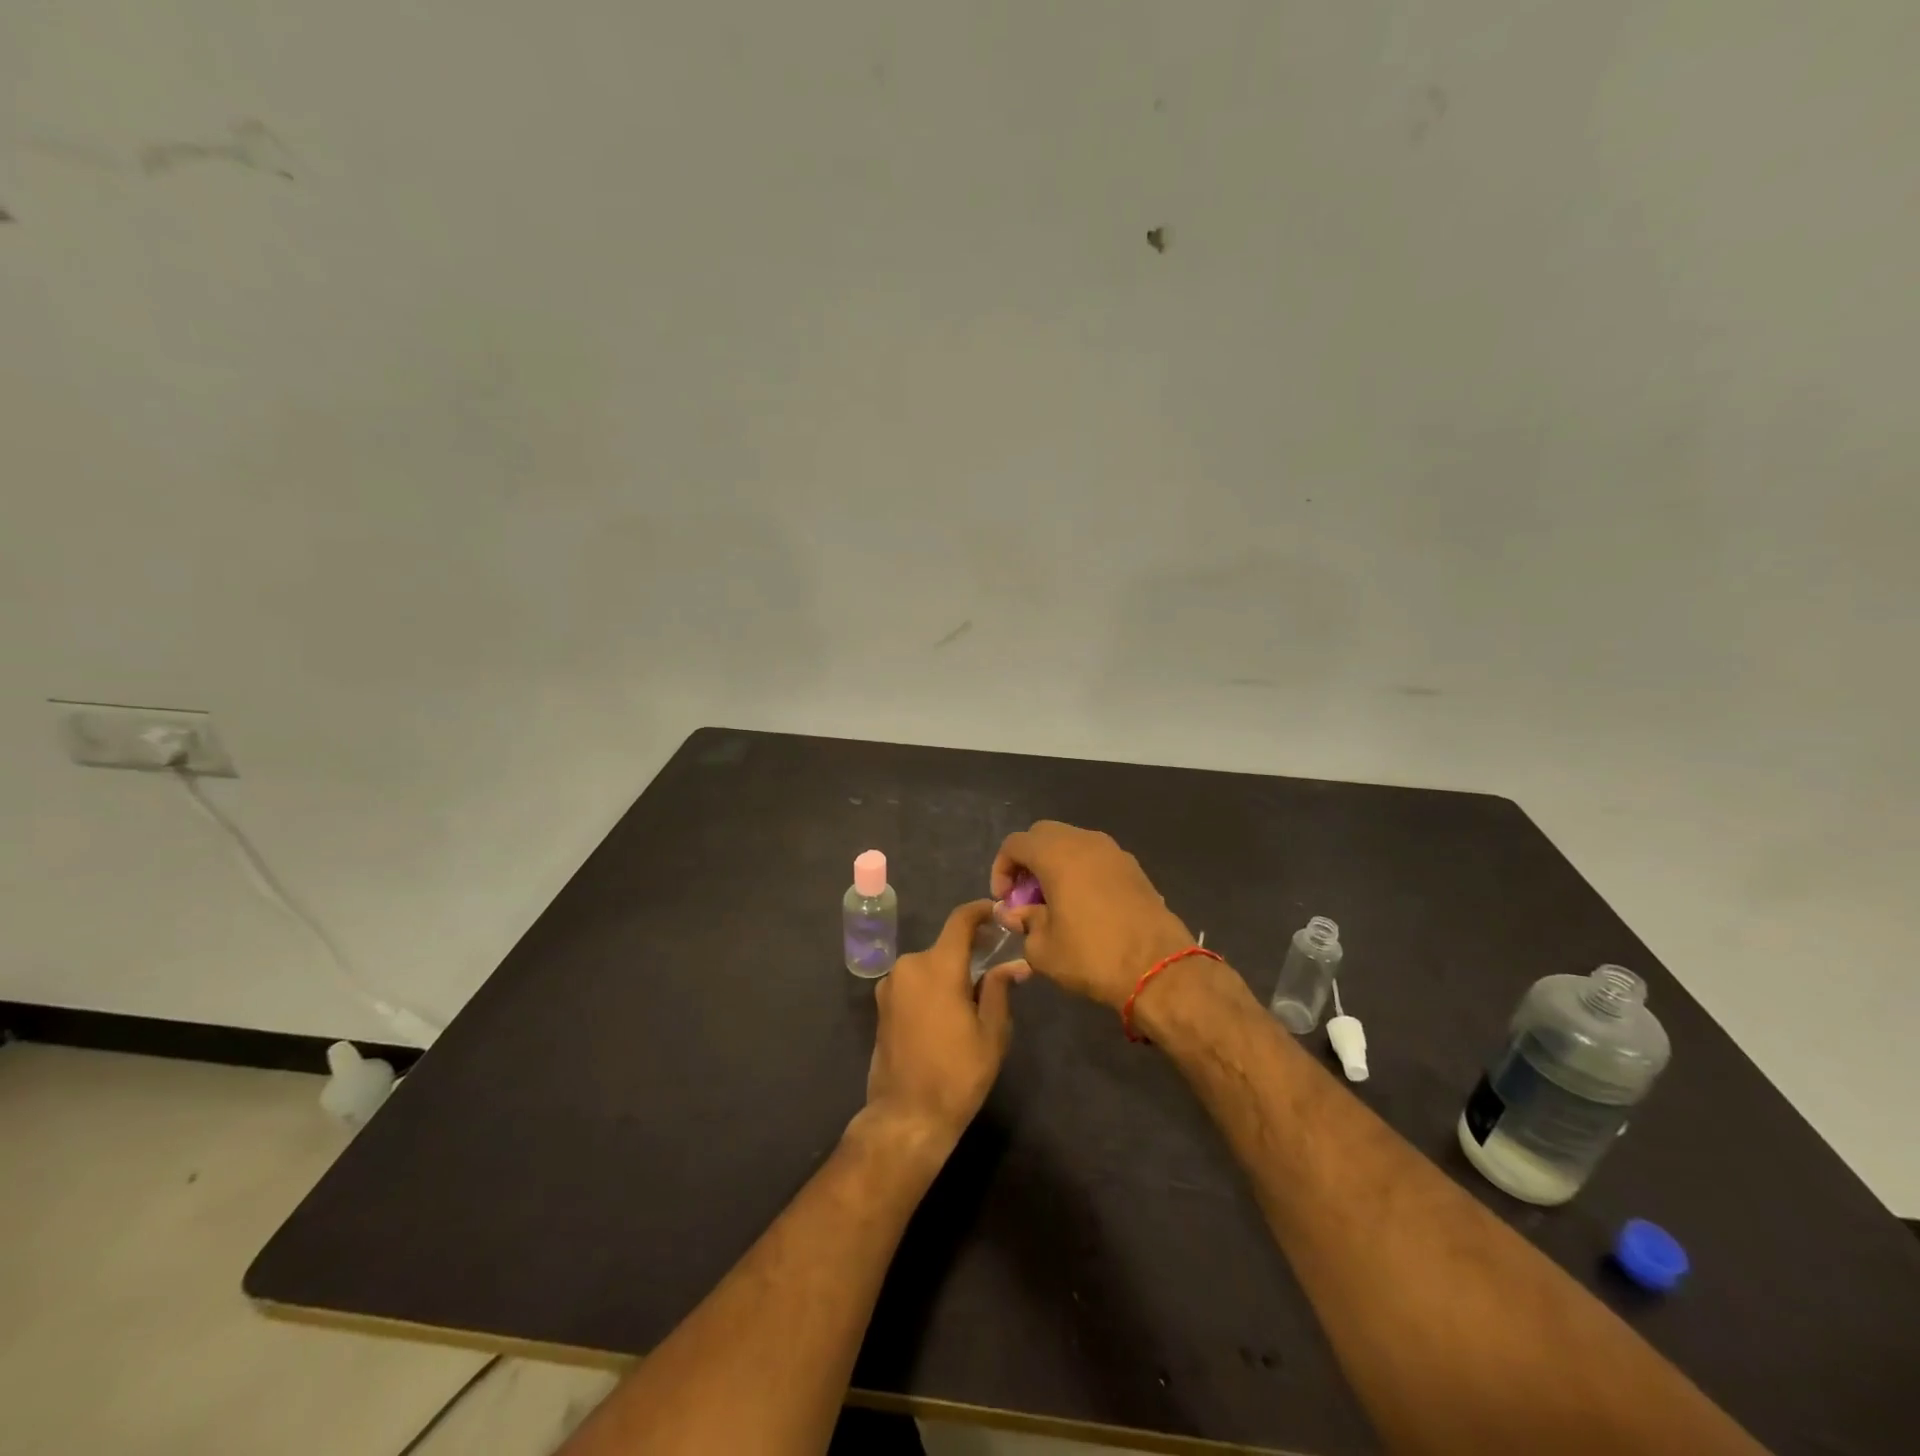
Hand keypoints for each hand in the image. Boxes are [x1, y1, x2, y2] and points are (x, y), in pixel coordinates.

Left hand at [864, 900, 1026, 1147]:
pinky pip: (914, 982)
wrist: (906, 1116)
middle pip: (945, 946)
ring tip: (974, 997)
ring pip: (929, 965)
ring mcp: (891, 985)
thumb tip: (1015, 964)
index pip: (960, 921)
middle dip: (970, 951)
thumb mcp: (992, 1033)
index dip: (980, 911)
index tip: (998, 912)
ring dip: (950, 971)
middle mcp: (909, 966)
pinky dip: (933, 985)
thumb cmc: (957, 1074)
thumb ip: (999, 989)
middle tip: (996, 966)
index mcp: (938, 966)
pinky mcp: (882, 1004)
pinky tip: (948, 1012)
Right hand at [991, 821, 1192, 1010]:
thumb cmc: (1092, 955)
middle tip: (1026, 896)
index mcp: (1057, 854)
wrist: (1159, 969)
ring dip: (1056, 864)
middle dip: (1028, 860)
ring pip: (1072, 843)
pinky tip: (1083, 905)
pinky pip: (1096, 857)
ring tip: (1054, 901)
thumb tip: (1015, 913)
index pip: (1015, 843)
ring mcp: (1114, 852)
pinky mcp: (1134, 868)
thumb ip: (1023, 922)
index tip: (1005, 901)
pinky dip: (1081, 870)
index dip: (1001, 869)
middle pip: (1043, 834)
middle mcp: (1085, 842)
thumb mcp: (1042, 949)